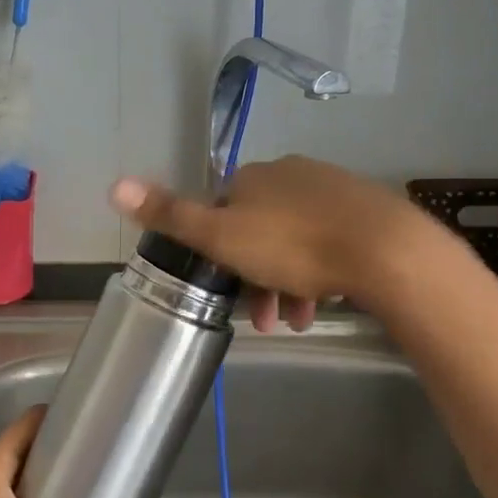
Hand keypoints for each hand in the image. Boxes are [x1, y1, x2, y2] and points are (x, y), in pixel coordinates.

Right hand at [109, 156, 439, 331]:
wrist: (383, 249)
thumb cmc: (293, 246)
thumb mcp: (221, 237)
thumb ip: (170, 214)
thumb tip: (114, 184)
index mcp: (254, 178)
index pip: (222, 212)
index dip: (219, 254)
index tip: (228, 292)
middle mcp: (292, 175)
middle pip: (261, 231)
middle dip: (257, 279)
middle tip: (265, 320)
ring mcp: (332, 190)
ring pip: (297, 242)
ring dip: (289, 285)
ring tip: (295, 322)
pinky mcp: (365, 211)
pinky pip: (330, 243)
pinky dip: (320, 274)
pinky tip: (326, 303)